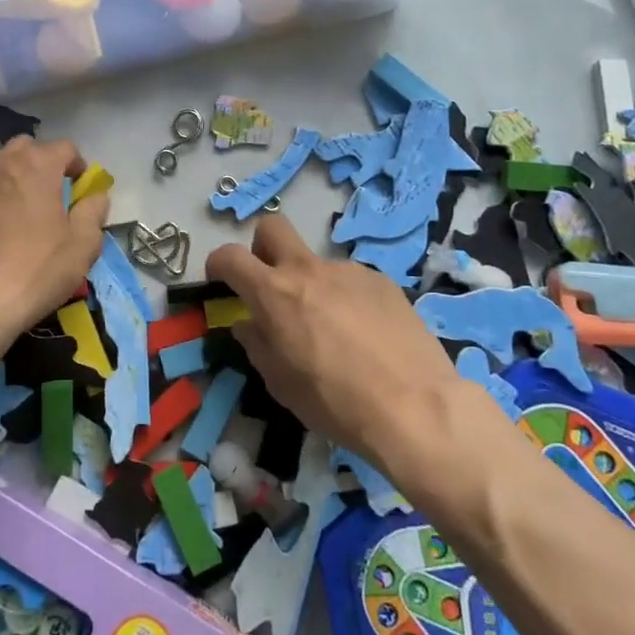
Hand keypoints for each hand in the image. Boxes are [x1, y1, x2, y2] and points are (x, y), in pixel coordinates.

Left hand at [0, 137, 109, 363]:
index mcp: (36, 165)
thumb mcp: (82, 245)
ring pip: (1, 169)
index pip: (65, 147)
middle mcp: (2, 165)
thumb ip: (94, 212)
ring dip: (18, 181)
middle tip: (54, 197)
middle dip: (44, 164)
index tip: (82, 191)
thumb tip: (95, 196)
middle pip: (28, 149)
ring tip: (26, 217)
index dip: (78, 165)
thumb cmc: (35, 270)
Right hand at [206, 215, 460, 467]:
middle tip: (271, 282)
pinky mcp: (382, 281)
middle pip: (272, 227)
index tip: (220, 279)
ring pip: (317, 263)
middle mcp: (308, 270)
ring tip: (334, 330)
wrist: (415, 408)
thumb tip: (250, 325)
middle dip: (262, 246)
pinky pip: (351, 280)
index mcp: (274, 293)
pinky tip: (366, 335)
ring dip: (312, 285)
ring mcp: (348, 271)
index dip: (218, 263)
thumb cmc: (335, 403)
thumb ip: (258, 345)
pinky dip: (347, 299)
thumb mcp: (281, 384)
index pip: (230, 256)